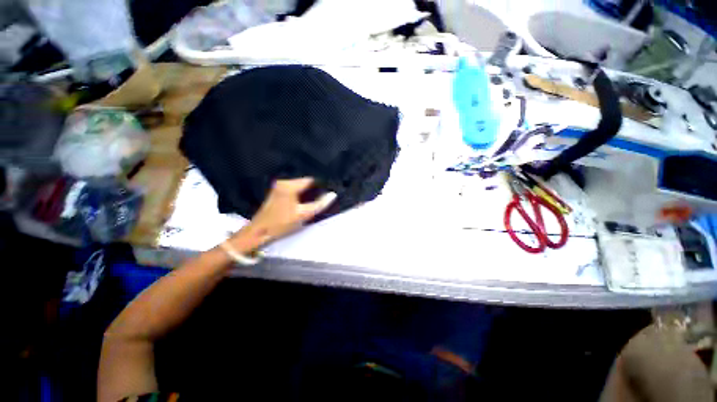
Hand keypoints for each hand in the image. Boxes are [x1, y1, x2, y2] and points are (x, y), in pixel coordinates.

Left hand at [230, 178, 336, 248]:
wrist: (259, 232)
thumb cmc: (281, 223)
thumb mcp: (303, 214)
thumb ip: (319, 204)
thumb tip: (333, 194)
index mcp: (289, 185)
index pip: (311, 180)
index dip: (321, 185)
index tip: (329, 192)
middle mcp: (283, 182)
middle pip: (305, 182)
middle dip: (315, 189)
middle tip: (324, 197)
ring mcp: (279, 187)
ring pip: (300, 186)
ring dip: (308, 192)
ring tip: (317, 200)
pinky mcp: (277, 192)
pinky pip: (295, 190)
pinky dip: (301, 194)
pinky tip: (305, 202)